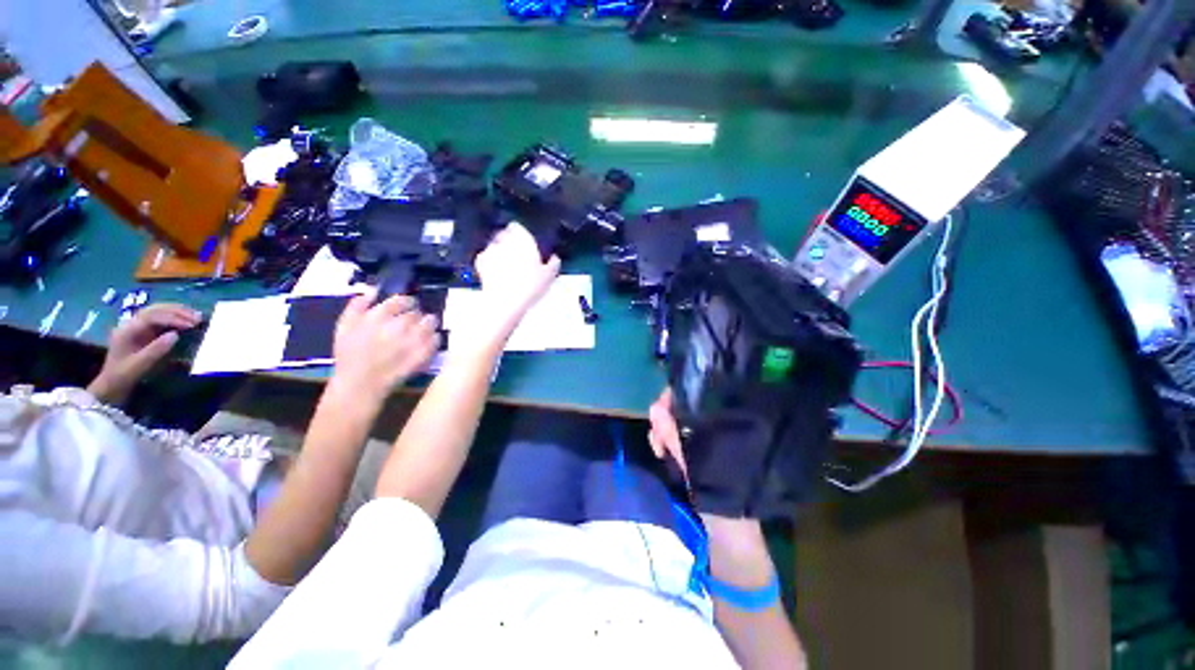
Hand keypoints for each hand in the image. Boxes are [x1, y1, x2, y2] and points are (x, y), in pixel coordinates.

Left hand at [87, 303, 201, 404]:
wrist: (112, 383)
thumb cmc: (124, 375)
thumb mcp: (139, 365)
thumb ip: (156, 349)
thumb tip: (176, 335)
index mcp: (127, 330)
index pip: (152, 317)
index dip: (173, 318)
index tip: (191, 325)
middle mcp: (131, 323)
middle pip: (155, 309)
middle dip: (177, 311)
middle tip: (198, 317)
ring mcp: (136, 326)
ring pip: (158, 311)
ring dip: (177, 311)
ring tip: (196, 316)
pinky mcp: (143, 331)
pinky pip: (159, 318)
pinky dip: (174, 316)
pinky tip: (185, 318)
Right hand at [330, 289, 439, 405]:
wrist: (360, 384)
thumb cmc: (350, 355)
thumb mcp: (344, 326)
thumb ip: (357, 305)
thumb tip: (374, 289)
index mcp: (378, 316)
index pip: (402, 300)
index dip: (407, 302)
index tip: (408, 307)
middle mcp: (398, 325)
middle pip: (417, 312)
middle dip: (416, 316)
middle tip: (413, 323)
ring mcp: (412, 340)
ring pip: (430, 323)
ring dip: (428, 324)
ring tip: (423, 330)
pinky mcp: (423, 354)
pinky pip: (436, 339)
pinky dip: (434, 339)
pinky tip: (427, 342)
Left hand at [473, 222, 560, 341]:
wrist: (506, 301)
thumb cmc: (531, 286)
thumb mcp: (550, 276)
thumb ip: (553, 263)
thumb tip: (555, 258)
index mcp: (523, 239)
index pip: (518, 227)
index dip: (521, 233)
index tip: (525, 242)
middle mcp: (504, 240)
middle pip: (504, 234)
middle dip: (509, 241)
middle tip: (518, 254)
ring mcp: (490, 251)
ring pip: (495, 245)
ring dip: (499, 251)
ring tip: (507, 263)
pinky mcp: (480, 263)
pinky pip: (485, 257)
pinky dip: (489, 261)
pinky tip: (496, 270)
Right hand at [650, 387, 771, 582]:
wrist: (730, 546)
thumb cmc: (724, 502)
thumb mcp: (699, 468)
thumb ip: (676, 439)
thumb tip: (655, 408)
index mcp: (723, 433)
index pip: (700, 402)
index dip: (678, 397)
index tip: (662, 402)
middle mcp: (712, 435)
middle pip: (683, 412)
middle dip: (665, 415)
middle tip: (656, 431)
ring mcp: (700, 448)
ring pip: (675, 426)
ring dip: (661, 430)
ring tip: (657, 445)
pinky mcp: (691, 460)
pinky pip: (672, 443)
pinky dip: (662, 442)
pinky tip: (659, 450)